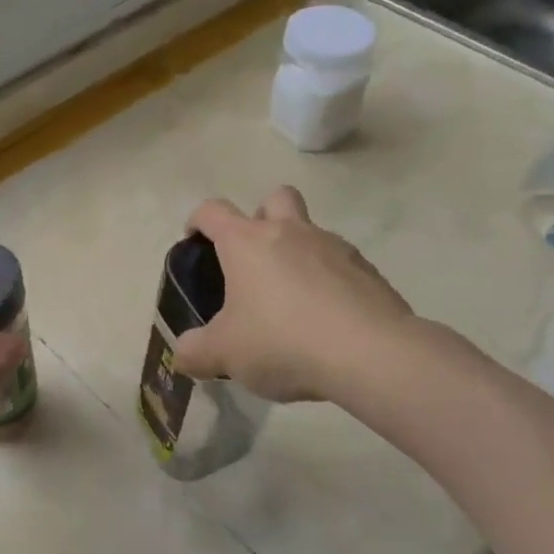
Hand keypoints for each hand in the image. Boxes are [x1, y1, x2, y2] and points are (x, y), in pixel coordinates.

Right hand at [171, 186, 414, 402]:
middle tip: (253, 260)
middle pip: (274, 198)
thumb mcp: (224, 354)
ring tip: (291, 301)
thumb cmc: (281, 341)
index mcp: (247, 242)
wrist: (370, 355)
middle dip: (261, 217)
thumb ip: (195, 352)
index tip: (194, 242)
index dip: (198, 221)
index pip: (212, 211)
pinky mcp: (368, 271)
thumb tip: (183, 355)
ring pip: (311, 232)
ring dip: (297, 253)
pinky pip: (340, 265)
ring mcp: (334, 247)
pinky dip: (329, 282)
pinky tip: (326, 320)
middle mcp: (290, 232)